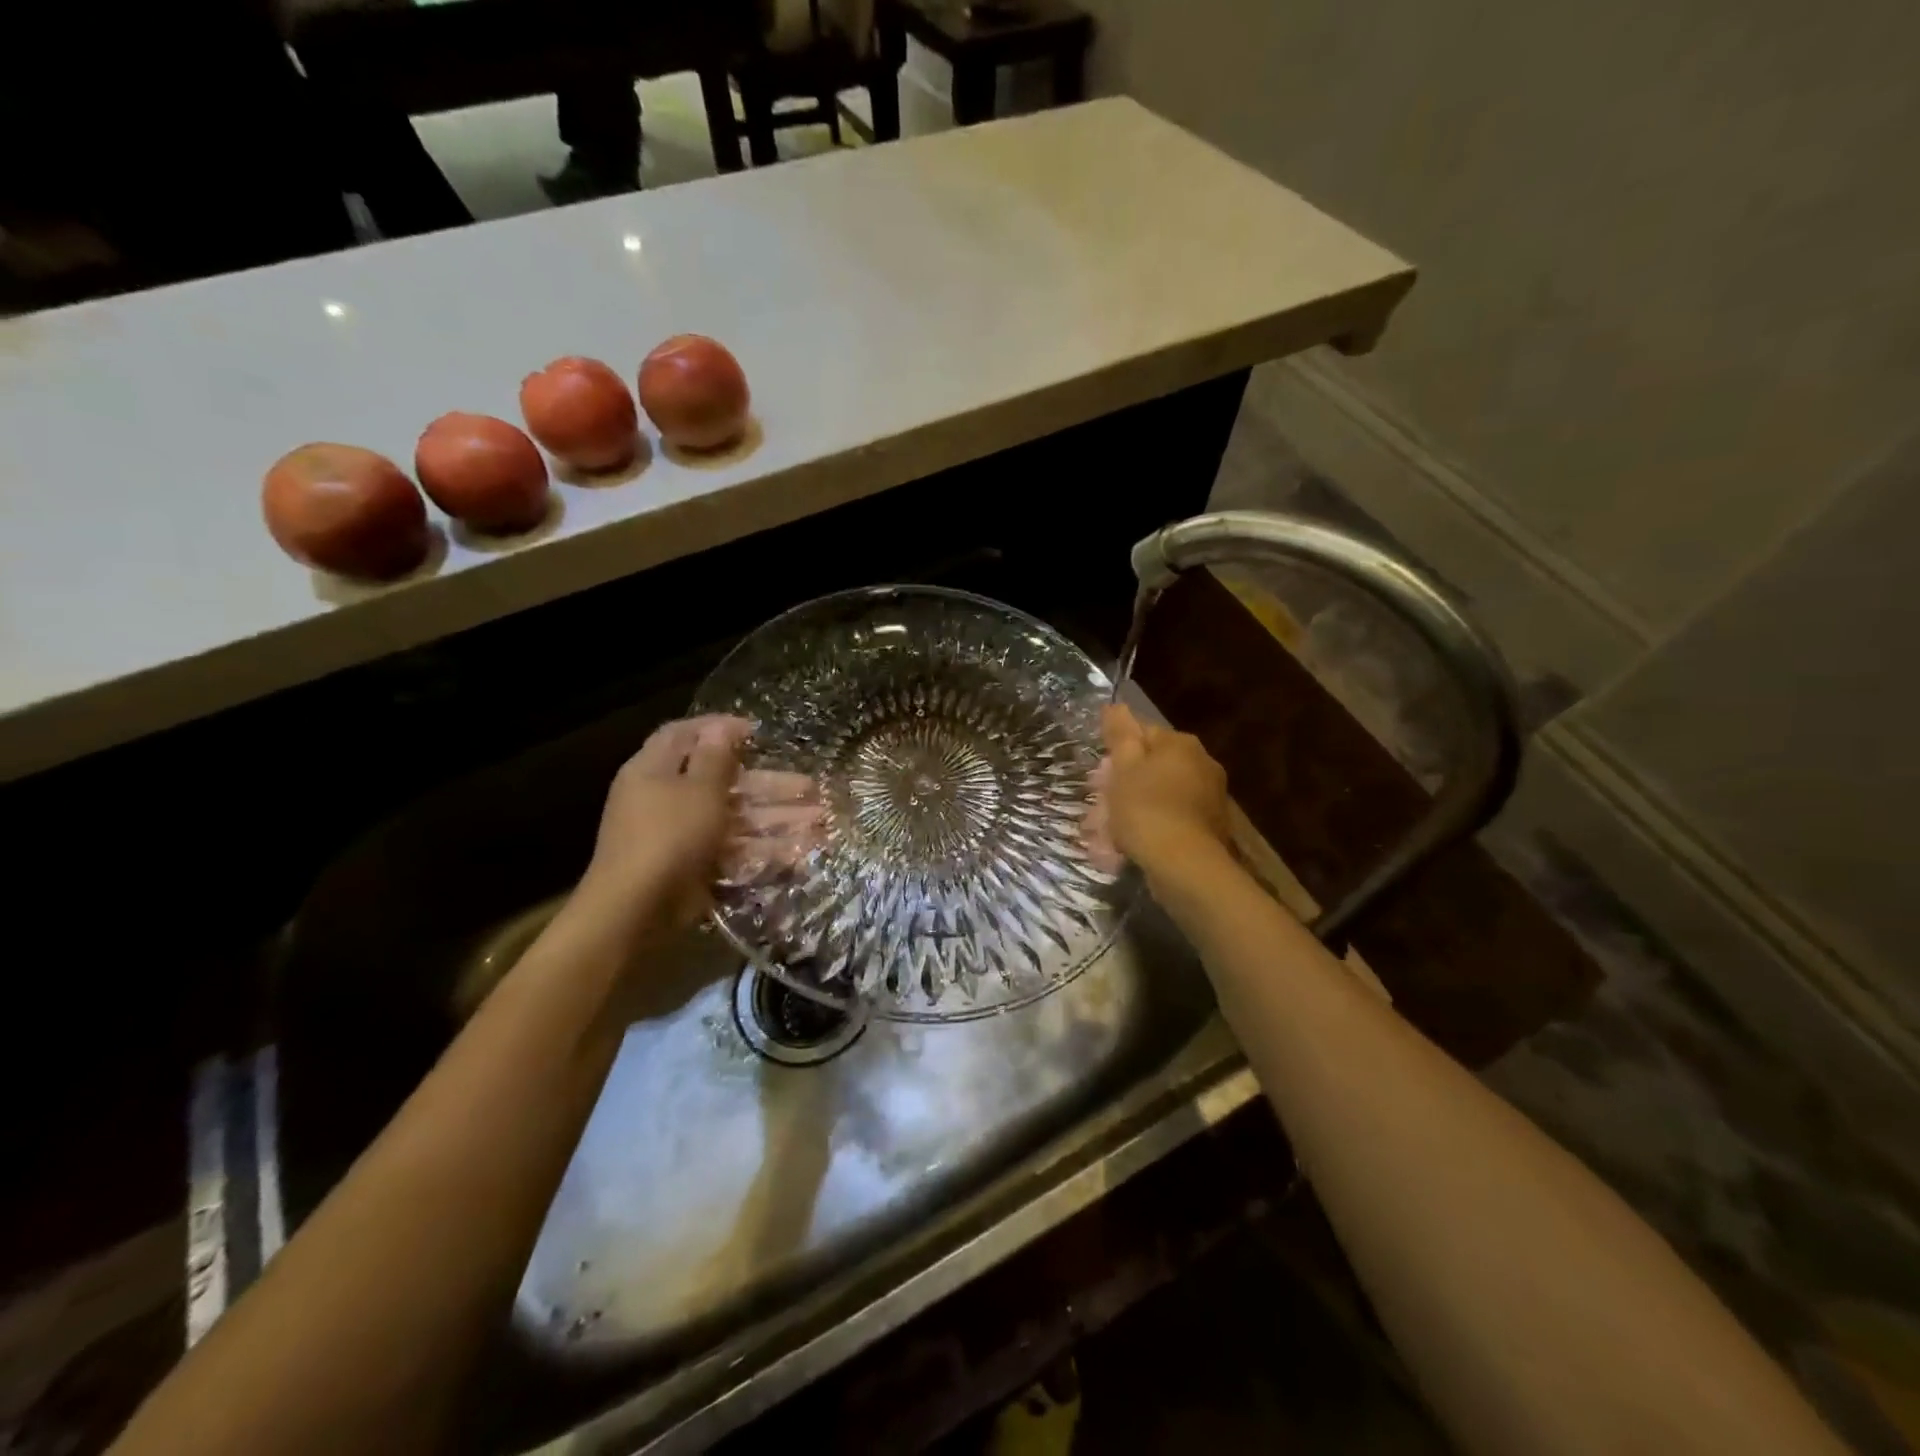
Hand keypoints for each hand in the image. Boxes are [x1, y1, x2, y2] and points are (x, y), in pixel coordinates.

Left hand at [576, 715, 825, 940]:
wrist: (635, 910)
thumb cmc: (668, 836)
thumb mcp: (698, 790)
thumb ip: (715, 758)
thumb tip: (722, 727)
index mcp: (655, 770)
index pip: (684, 735)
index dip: (719, 729)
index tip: (757, 732)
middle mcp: (666, 798)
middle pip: (725, 782)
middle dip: (770, 784)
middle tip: (811, 787)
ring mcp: (682, 836)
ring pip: (736, 819)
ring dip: (777, 819)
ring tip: (820, 822)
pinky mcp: (695, 867)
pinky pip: (734, 851)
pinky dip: (764, 850)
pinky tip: (801, 853)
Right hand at [1083, 703, 1231, 877]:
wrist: (1184, 865)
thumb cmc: (1147, 809)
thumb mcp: (1124, 767)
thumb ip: (1120, 734)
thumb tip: (1116, 706)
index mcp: (1181, 744)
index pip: (1142, 734)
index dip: (1115, 753)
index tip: (1098, 777)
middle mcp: (1202, 764)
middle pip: (1151, 768)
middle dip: (1123, 786)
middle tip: (1098, 808)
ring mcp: (1209, 799)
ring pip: (1159, 797)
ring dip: (1132, 811)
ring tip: (1106, 835)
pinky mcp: (1209, 829)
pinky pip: (1170, 821)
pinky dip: (1149, 830)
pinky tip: (1128, 848)